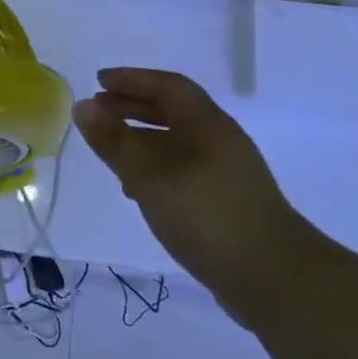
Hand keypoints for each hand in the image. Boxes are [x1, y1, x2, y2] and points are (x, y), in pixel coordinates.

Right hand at [73, 68, 304, 295]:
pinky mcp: (224, 202)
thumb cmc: (207, 216)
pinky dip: (154, 168)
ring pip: (176, 142)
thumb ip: (114, 141)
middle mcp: (219, 141)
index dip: (131, 80)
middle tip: (98, 109)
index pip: (168, 86)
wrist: (274, 278)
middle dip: (133, 106)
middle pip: (173, 111)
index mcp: (207, 125)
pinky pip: (182, 170)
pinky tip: (136, 190)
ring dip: (141, 138)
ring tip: (109, 149)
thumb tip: (83, 105)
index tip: (98, 81)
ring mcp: (225, 173)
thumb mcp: (150, 176)